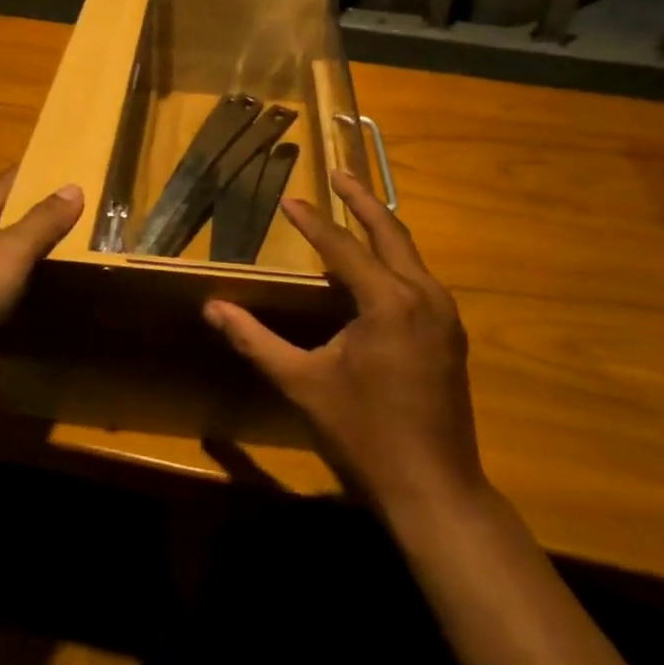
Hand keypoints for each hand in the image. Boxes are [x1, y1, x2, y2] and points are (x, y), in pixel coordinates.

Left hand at [0, 169, 83, 357]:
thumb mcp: (9, 251)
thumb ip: (42, 221)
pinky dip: (20, 288)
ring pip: (3, 257)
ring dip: (32, 254)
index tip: (71, 167)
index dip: (37, 172)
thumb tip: (74, 187)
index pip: (8, 183)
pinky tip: (42, 295)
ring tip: (75, 253)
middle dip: (40, 215)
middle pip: (6, 219)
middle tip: (85, 214)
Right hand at [202, 169, 485, 516]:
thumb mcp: (302, 383)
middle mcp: (423, 295)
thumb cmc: (364, 434)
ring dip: (381, 228)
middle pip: (391, 232)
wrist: (435, 490)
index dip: (311, 221)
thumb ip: (255, 341)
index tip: (288, 198)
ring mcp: (444, 315)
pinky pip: (419, 279)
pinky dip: (394, 260)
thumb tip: (212, 308)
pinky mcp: (450, 335)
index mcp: (388, 301)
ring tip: (354, 210)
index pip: (342, 246)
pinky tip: (375, 268)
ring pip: (410, 254)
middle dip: (362, 200)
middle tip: (339, 174)